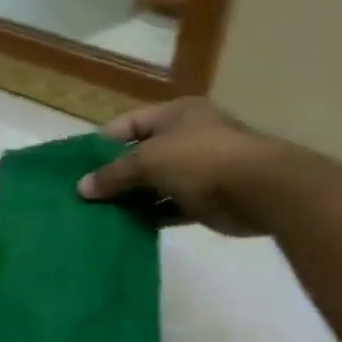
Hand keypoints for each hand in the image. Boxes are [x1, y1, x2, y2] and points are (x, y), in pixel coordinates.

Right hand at [77, 99, 317, 234]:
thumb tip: (82, 188)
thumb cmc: (200, 159)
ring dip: (133, 198)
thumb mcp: (148, 161)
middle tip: (86, 194)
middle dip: (116, 174)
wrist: (261, 190)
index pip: (129, 123)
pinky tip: (128, 227)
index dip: (104, 143)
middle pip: (142, 153)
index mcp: (176, 114)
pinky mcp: (207, 199)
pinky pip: (171, 207)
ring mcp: (200, 168)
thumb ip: (114, 174)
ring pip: (156, 183)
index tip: (80, 166)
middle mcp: (188, 136)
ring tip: (100, 214)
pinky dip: (152, 215)